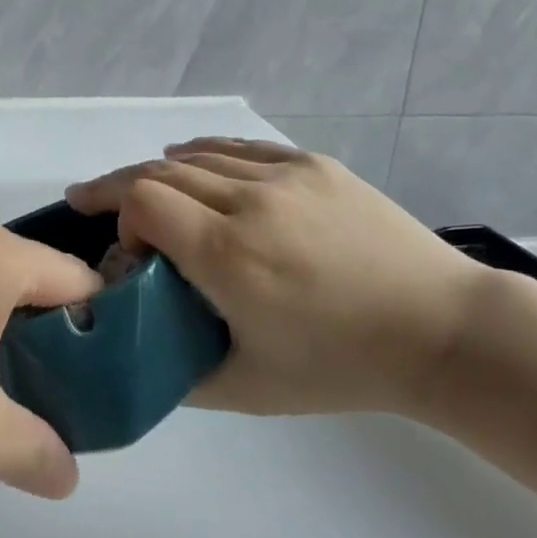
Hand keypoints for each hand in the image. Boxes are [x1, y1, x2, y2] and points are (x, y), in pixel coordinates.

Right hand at [64, 138, 488, 416]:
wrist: (441, 330)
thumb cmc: (342, 367)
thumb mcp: (248, 388)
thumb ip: (177, 371)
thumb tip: (135, 350)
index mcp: (226, 254)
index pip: (140, 199)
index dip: (117, 215)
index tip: (127, 250)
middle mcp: (248, 201)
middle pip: (159, 171)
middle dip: (120, 188)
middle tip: (95, 203)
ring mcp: (285, 176)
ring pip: (197, 156)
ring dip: (159, 171)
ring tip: (141, 189)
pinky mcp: (314, 165)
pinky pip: (241, 149)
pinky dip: (205, 154)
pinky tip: (192, 161)